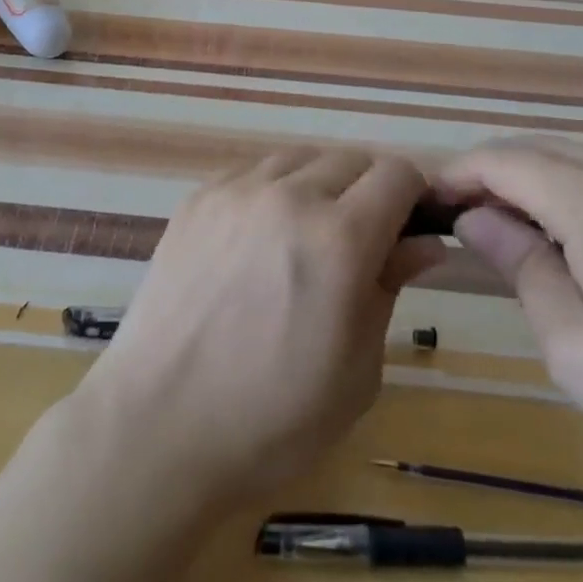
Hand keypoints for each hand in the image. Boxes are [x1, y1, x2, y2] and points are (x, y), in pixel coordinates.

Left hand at [76, 147, 444, 509]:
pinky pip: (252, 172)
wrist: (159, 423)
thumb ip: (390, 289)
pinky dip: (272, 191)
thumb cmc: (272, 418)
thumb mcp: (356, 370)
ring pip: (300, 158)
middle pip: (351, 159)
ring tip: (306, 237)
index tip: (407, 231)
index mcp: (340, 239)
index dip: (413, 198)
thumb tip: (424, 243)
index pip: (397, 175)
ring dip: (319, 185)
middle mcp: (289, 196)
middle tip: (359, 244)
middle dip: (368, 191)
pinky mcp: (198, 198)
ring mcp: (237, 191)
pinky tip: (259, 238)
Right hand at [434, 135, 582, 536]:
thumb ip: (518, 264)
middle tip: (473, 221)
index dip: (458, 173)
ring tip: (533, 236)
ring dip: (545, 183)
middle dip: (496, 175)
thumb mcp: (575, 348)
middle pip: (540, 148)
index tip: (433, 202)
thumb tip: (475, 216)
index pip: (502, 159)